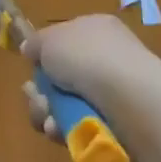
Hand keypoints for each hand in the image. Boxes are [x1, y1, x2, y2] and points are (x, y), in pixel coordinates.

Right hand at [19, 13, 153, 140]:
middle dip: (41, 91)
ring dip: (49, 113)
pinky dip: (66, 131)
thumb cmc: (87, 58)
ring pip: (67, 105)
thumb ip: (36, 44)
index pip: (65, 41)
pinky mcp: (116, 125)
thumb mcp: (50, 40)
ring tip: (47, 119)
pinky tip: (60, 132)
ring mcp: (113, 93)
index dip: (45, 55)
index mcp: (95, 29)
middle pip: (62, 77)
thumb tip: (31, 50)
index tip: (31, 67)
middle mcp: (106, 58)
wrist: (129, 99)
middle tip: (35, 98)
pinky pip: (81, 128)